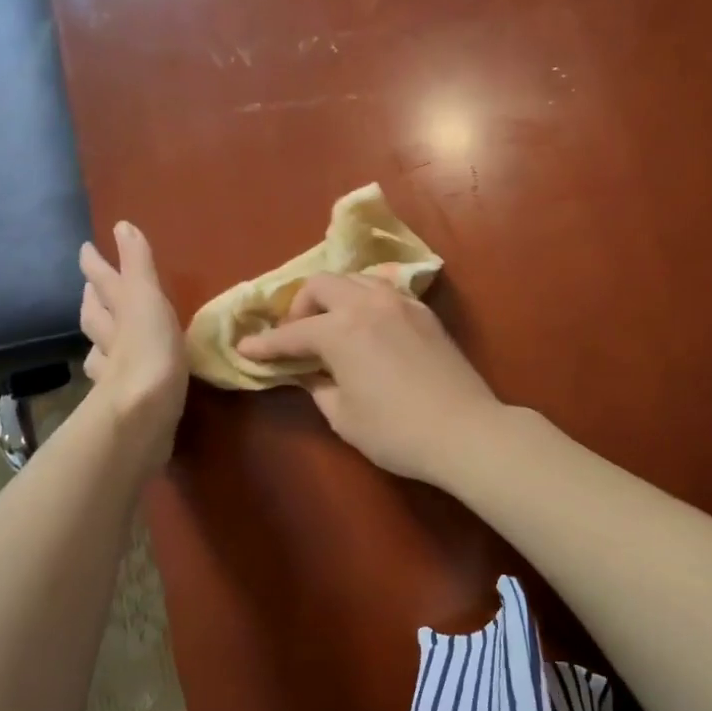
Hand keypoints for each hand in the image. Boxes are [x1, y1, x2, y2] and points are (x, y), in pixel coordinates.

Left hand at [79, 223, 187, 468]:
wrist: (142, 411)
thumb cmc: (150, 347)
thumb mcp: (147, 297)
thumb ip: (137, 264)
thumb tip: (122, 224)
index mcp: (120, 310)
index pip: (104, 281)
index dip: (96, 264)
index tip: (86, 248)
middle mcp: (112, 337)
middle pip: (96, 315)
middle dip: (94, 300)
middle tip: (91, 289)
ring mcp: (115, 370)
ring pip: (101, 348)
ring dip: (101, 339)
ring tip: (103, 334)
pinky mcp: (125, 399)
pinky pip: (114, 379)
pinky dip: (113, 372)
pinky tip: (117, 376)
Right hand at [234, 274, 503, 484]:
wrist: (465, 430)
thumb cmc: (397, 431)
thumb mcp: (344, 417)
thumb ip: (319, 387)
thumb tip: (309, 373)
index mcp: (341, 330)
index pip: (292, 334)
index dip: (265, 344)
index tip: (245, 348)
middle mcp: (368, 304)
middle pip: (322, 284)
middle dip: (300, 307)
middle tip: (296, 337)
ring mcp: (400, 302)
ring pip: (356, 279)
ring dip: (334, 296)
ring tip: (330, 325)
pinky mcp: (424, 312)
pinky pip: (384, 290)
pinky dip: (364, 299)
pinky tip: (366, 325)